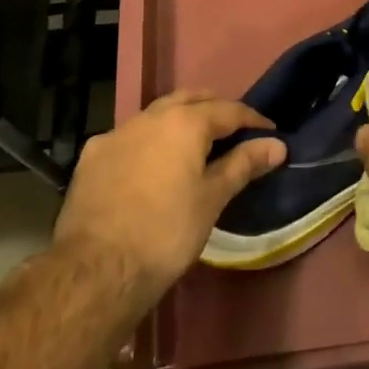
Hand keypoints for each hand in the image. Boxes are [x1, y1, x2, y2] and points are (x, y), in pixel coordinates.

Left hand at [51, 89, 285, 310]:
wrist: (97, 269)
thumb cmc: (167, 232)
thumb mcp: (213, 199)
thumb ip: (244, 164)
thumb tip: (277, 145)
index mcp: (184, 122)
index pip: (229, 110)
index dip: (253, 120)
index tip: (269, 134)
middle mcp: (149, 117)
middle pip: (190, 99)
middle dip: (214, 109)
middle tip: (233, 131)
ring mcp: (116, 134)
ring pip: (156, 115)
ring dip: (179, 121)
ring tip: (193, 146)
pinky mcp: (92, 156)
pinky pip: (129, 137)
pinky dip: (148, 141)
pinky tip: (150, 165)